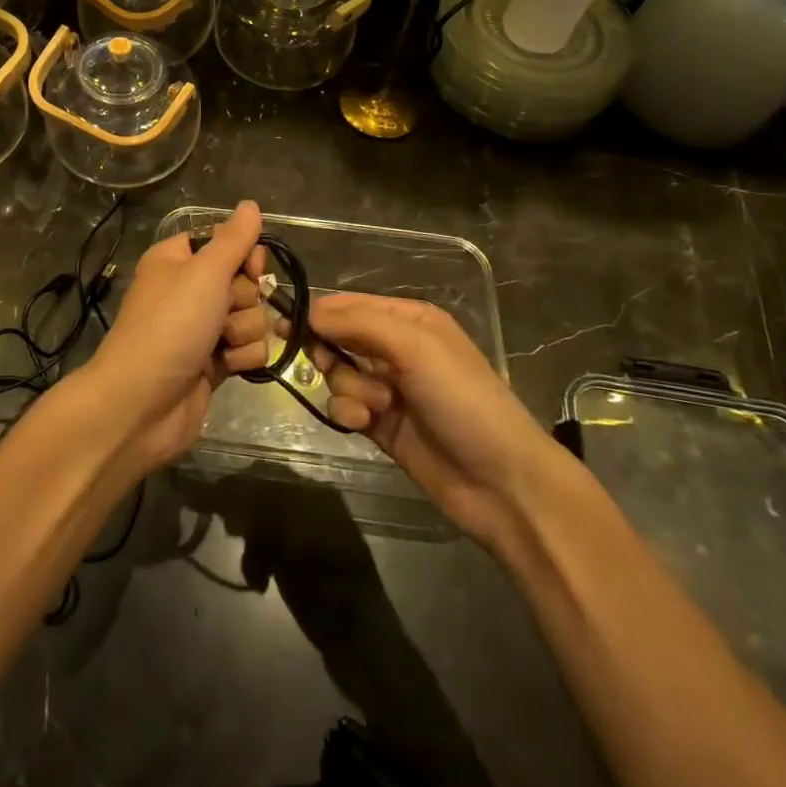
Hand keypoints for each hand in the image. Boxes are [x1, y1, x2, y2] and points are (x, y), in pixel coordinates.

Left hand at [83, 201, 275, 475]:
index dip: (245, 254)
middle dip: (244, 298)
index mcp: (177, 260)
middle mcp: (189, 290)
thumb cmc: (170, 326)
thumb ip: (234, 239)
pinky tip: (225, 367)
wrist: (140, 405)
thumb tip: (251, 204)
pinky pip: (247, 349)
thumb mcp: (204, 272)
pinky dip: (241, 357)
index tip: (251, 267)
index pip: (226, 242)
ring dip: (244, 330)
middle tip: (222, 311)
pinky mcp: (212, 364)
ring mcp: (201, 329)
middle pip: (244, 281)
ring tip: (221, 344)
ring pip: (251, 316)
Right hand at [307, 293, 557, 548]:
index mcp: (408, 319)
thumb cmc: (462, 399)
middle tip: (330, 366)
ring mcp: (388, 388)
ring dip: (347, 388)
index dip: (317, 313)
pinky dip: (348, 413)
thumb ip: (358, 323)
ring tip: (375, 406)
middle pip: (337, 338)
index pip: (349, 304)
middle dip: (331, 353)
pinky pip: (345, 407)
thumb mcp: (415, 347)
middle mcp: (397, 348)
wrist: (502, 482)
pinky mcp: (381, 425)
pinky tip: (365, 425)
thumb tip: (307, 310)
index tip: (283, 324)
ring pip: (338, 374)